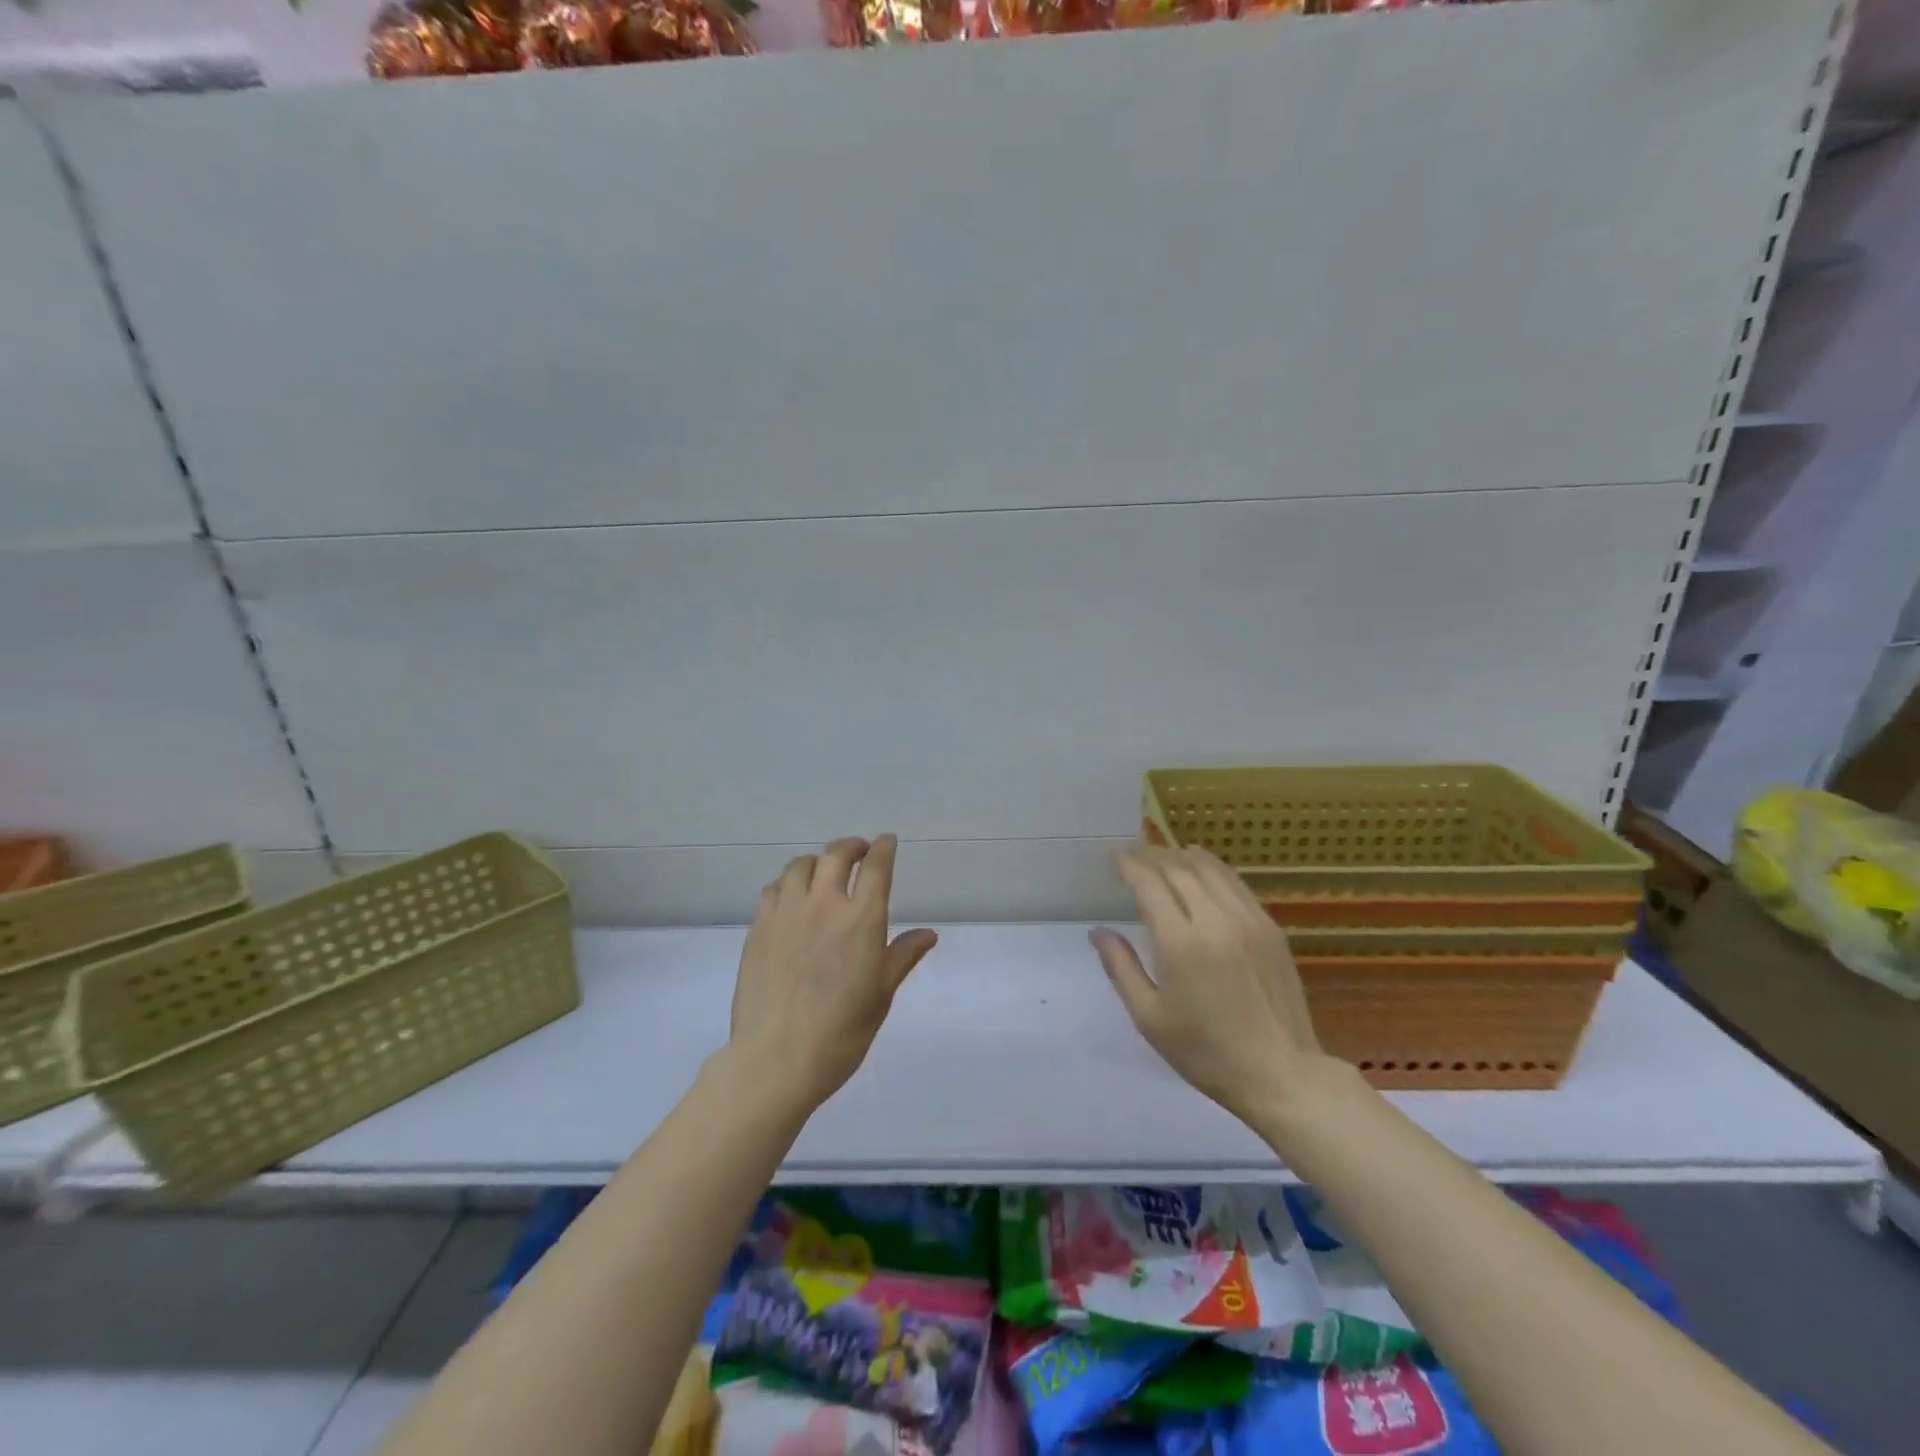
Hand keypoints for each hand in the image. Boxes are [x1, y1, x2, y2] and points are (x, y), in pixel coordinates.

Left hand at [729, 835, 938, 1110]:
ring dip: (817, 861)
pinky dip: (788, 883)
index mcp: (861, 920)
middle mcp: (824, 905)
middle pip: (836, 855)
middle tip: (859, 851)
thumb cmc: (841, 1032)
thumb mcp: (881, 995)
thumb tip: (928, 934)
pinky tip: (792, 898)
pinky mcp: (759, 927)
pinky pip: (773, 888)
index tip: (887, 841)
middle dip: (851, 846)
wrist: (777, 1059)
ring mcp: (787, 913)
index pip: (876, 868)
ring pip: (800, 866)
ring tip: (824, 872)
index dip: (884, 849)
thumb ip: (902, 956)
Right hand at [1092, 844, 1334, 1121]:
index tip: (1113, 856)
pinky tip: (1201, 870)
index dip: (1129, 864)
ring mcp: (1249, 920)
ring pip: (1211, 869)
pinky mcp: (1270, 928)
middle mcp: (1216, 920)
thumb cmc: (1206, 1052)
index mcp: (1182, 943)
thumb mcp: (1149, 1017)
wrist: (1281, 1074)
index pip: (1150, 883)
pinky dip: (1212, 868)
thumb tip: (1098, 931)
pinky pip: (1236, 884)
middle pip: (1179, 868)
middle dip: (1151, 856)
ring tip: (1162, 856)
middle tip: (1132, 854)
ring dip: (1181, 856)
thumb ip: (1120, 968)